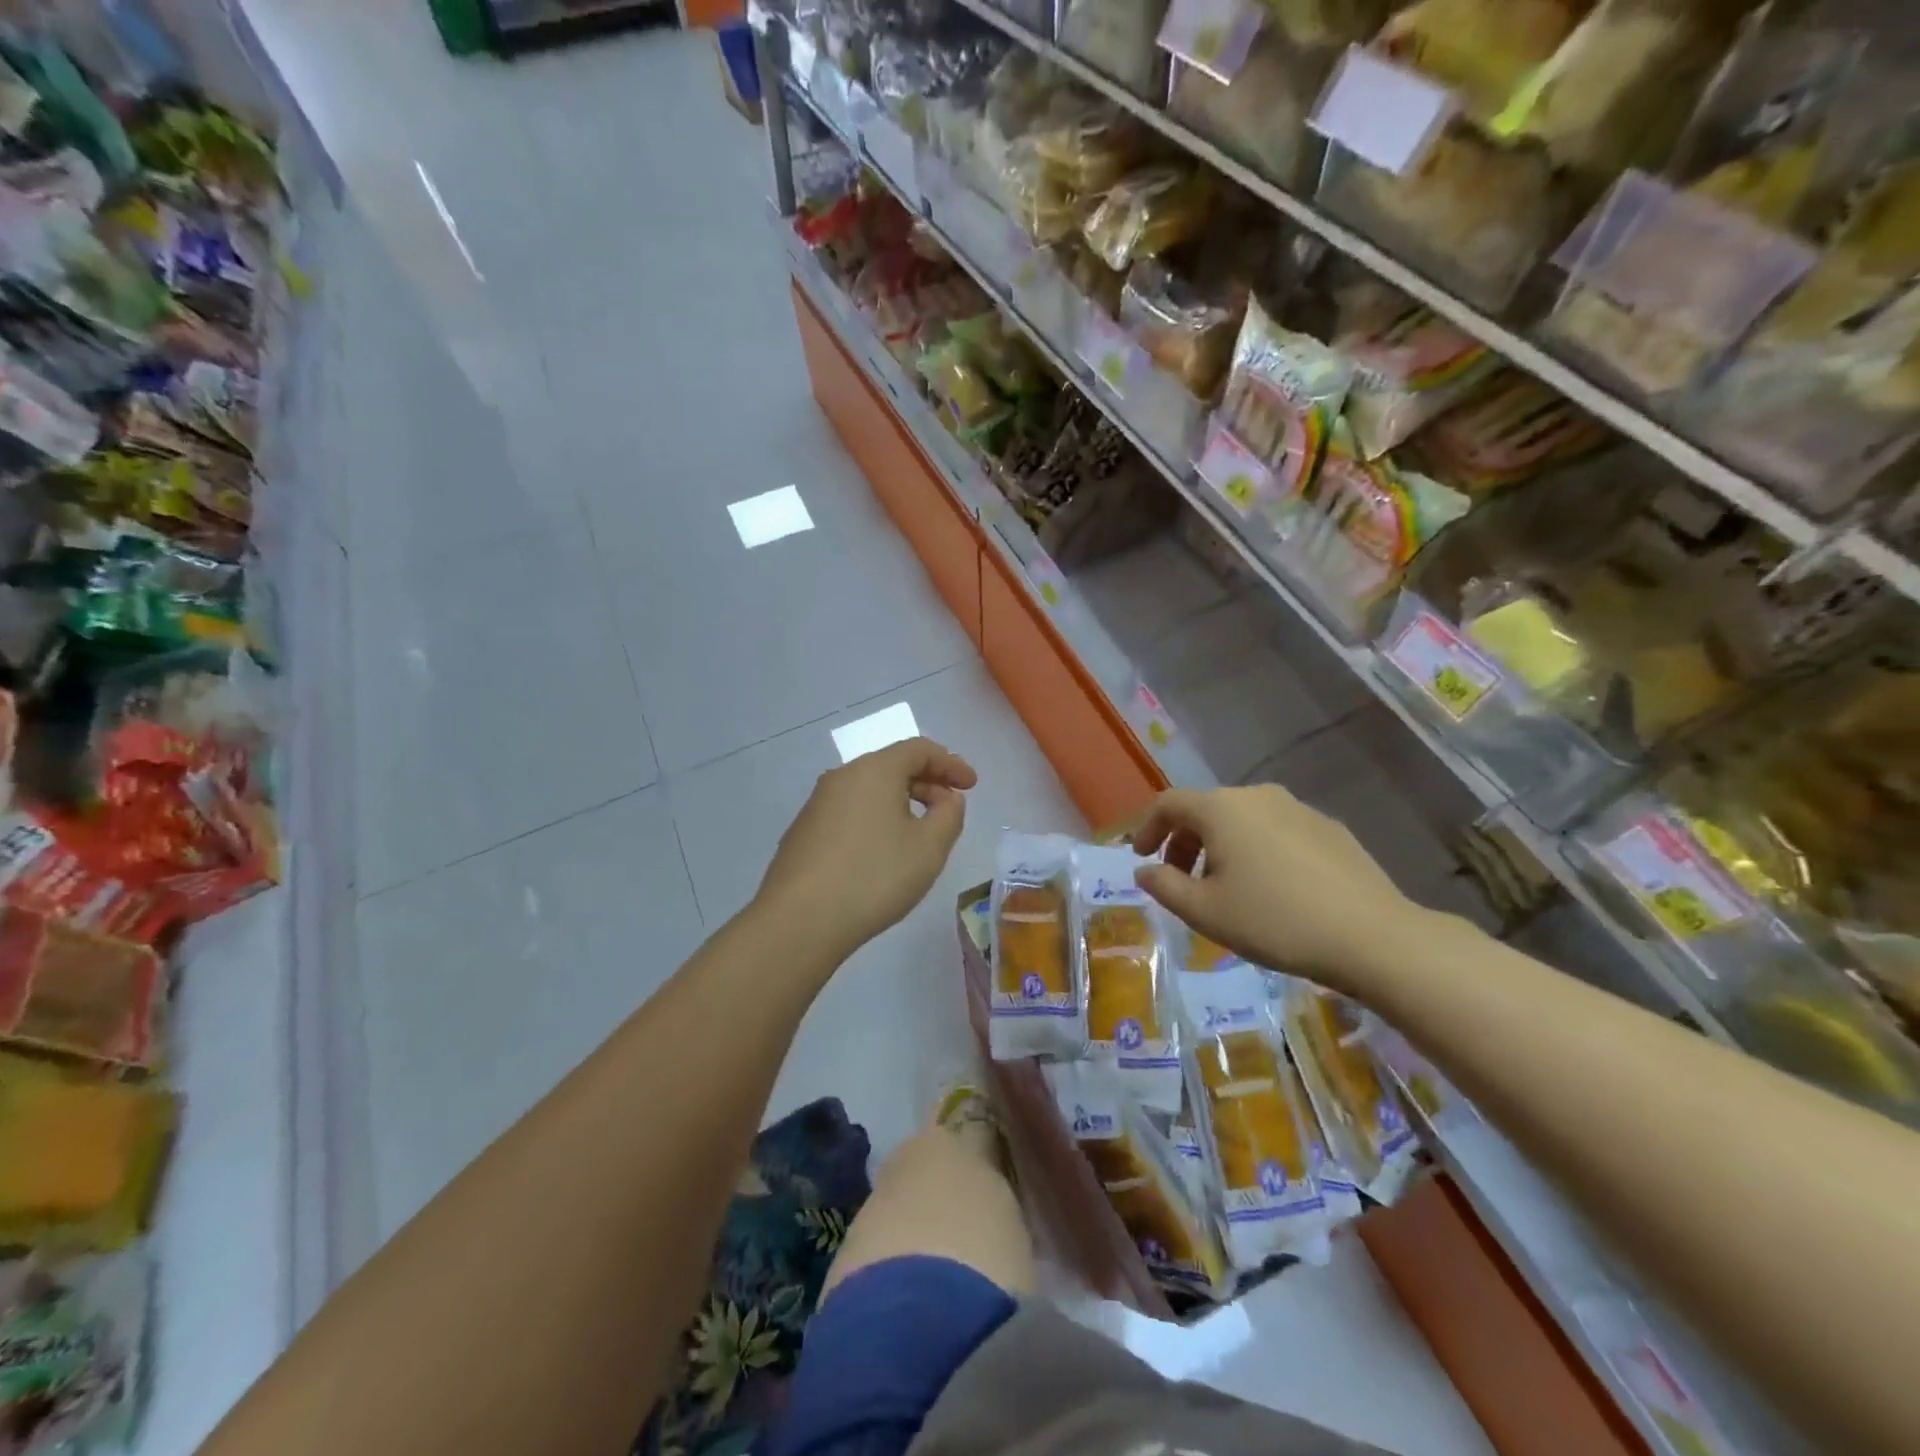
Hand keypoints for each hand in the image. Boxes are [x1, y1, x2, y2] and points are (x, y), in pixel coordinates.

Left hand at [753, 737, 977, 964]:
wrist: (799, 920)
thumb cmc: (874, 877)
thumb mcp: (929, 847)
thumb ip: (949, 815)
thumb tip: (946, 799)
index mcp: (874, 770)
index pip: (919, 749)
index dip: (951, 763)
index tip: (972, 786)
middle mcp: (841, 777)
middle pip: (892, 766)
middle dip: (927, 783)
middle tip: (950, 811)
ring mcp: (817, 804)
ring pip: (869, 790)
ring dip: (901, 802)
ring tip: (920, 834)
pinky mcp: (803, 832)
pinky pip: (850, 812)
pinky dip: (876, 820)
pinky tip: (882, 853)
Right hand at [1130, 784, 1424, 991]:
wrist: (1372, 936)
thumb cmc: (1274, 921)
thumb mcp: (1205, 912)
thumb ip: (1165, 887)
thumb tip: (1145, 871)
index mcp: (1221, 809)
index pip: (1169, 803)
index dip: (1147, 827)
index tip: (1141, 857)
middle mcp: (1257, 796)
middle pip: (1206, 810)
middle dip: (1184, 841)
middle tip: (1180, 879)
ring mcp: (1298, 808)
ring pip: (1243, 820)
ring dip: (1221, 847)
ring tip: (1225, 887)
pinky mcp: (1329, 828)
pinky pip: (1276, 830)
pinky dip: (1257, 850)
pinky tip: (1271, 888)